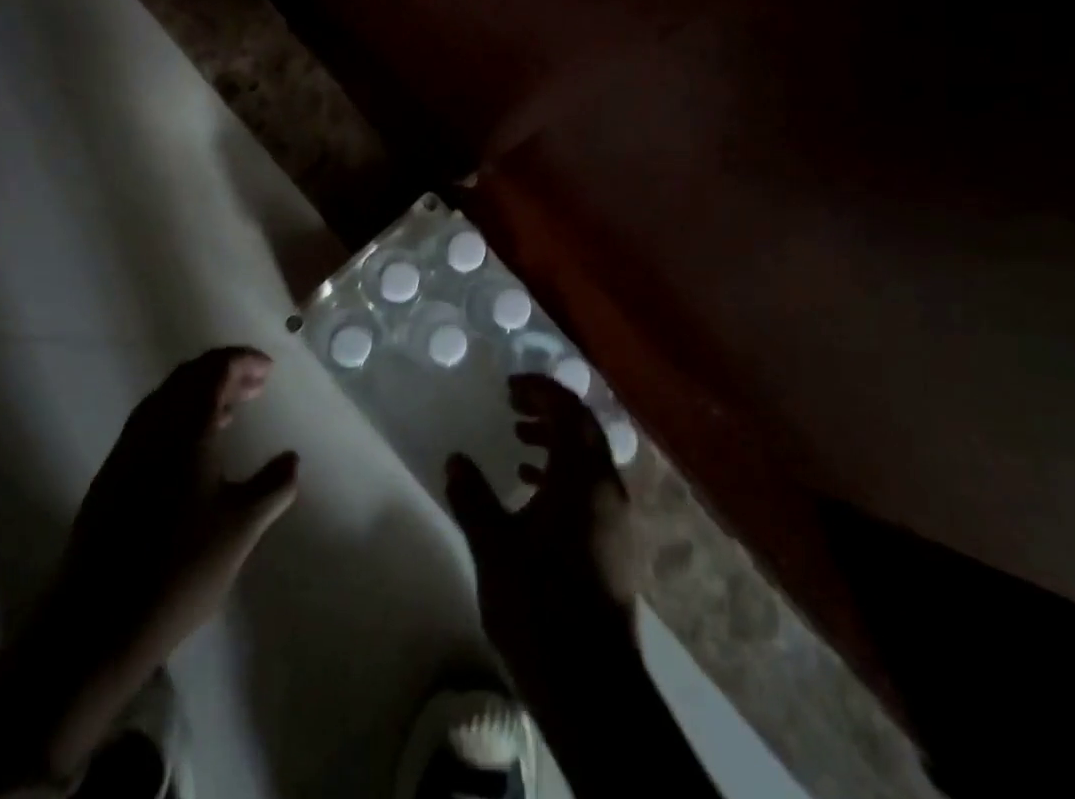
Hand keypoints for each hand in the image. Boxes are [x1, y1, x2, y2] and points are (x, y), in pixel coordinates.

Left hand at [35, 347, 298, 771]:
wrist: (94, 625)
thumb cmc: (178, 569)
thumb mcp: (241, 528)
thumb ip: (273, 486)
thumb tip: (292, 459)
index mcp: (186, 427)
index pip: (215, 369)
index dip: (243, 361)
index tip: (269, 370)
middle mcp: (153, 427)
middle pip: (188, 376)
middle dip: (224, 372)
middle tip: (256, 385)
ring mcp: (127, 451)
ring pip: (166, 399)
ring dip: (200, 393)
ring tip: (231, 411)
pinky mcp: (111, 477)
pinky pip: (151, 423)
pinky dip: (179, 417)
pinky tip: (194, 450)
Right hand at [446, 374, 640, 703]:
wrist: (591, 686)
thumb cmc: (540, 606)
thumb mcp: (494, 547)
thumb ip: (473, 497)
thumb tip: (456, 460)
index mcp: (583, 477)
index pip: (569, 410)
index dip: (541, 390)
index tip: (510, 387)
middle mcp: (608, 488)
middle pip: (584, 428)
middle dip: (550, 409)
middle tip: (513, 405)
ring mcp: (617, 518)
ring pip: (589, 458)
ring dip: (556, 440)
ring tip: (518, 441)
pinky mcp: (616, 544)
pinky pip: (591, 486)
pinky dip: (564, 472)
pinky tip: (533, 490)